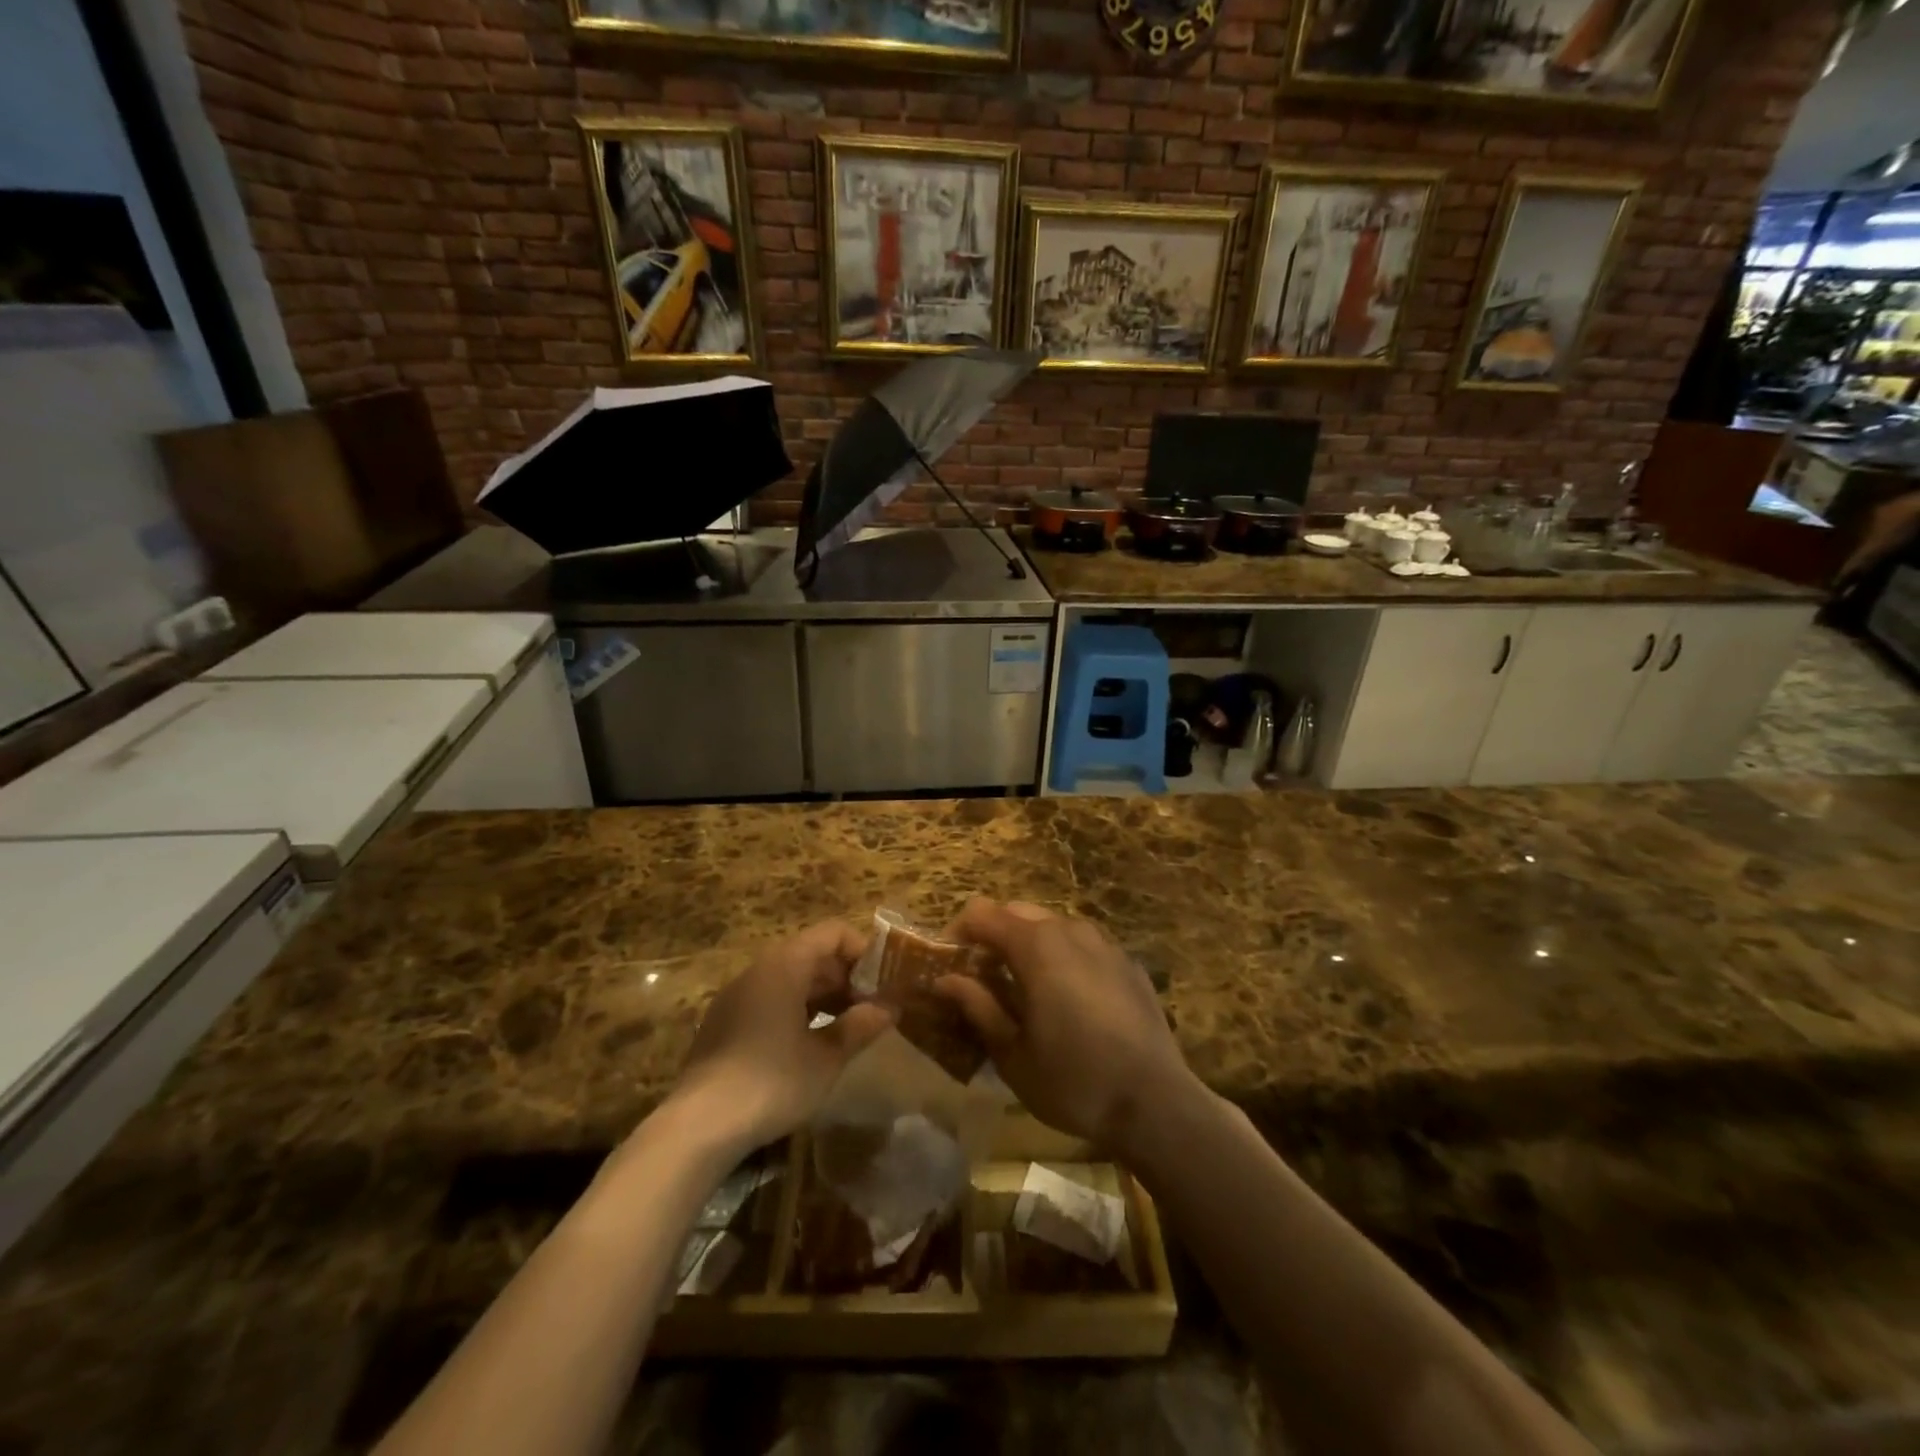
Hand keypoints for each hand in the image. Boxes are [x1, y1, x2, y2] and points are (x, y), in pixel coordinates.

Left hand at [668, 921, 893, 1154]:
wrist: (698, 1126)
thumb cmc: (772, 1082)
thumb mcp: (827, 1057)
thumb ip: (860, 1026)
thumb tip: (889, 1007)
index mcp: (785, 965)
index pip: (834, 933)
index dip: (864, 951)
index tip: (884, 982)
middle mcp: (759, 969)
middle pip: (812, 953)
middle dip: (846, 977)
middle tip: (872, 1009)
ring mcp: (737, 995)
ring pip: (791, 978)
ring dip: (824, 995)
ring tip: (848, 1027)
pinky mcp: (725, 1022)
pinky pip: (770, 998)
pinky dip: (798, 1009)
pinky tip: (811, 1043)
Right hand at [934, 898, 1195, 1156]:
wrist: (1156, 1104)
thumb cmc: (1074, 1081)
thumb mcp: (1012, 1053)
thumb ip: (978, 1006)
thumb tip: (945, 979)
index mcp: (1036, 946)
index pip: (982, 914)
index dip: (958, 933)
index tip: (948, 965)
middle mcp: (1070, 930)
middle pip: (1018, 912)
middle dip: (993, 935)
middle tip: (981, 977)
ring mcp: (1105, 944)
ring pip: (1053, 925)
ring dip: (1029, 944)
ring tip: (1023, 987)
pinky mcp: (1128, 963)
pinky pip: (1084, 945)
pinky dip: (1063, 957)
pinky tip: (1068, 999)